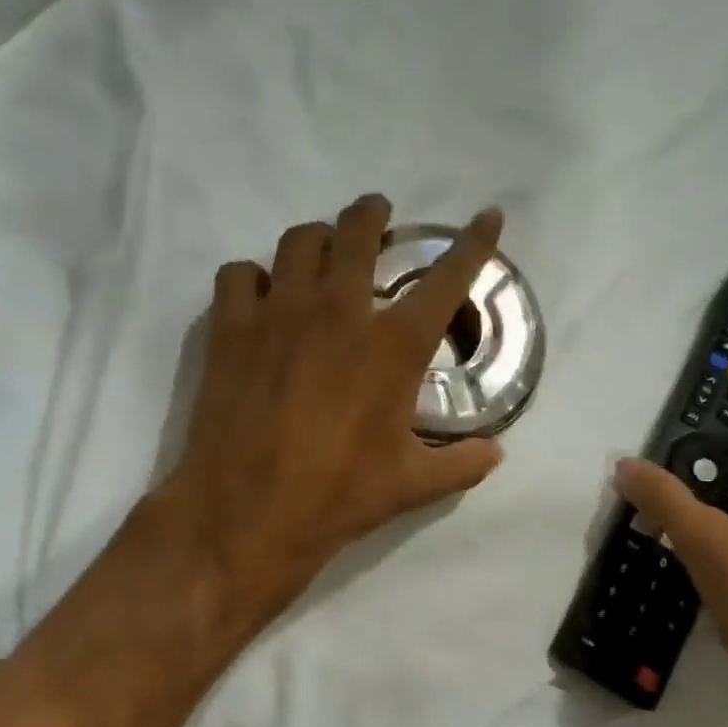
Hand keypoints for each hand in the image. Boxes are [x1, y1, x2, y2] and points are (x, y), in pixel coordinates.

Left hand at [158, 196, 506, 645]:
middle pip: (358, 231)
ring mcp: (279, 313)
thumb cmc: (338, 496)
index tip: (488, 216)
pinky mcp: (230, 327)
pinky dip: (252, 277)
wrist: (247, 513)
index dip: (473, 243)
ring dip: (316, 239)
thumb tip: (496, 452)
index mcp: (393, 346)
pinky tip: (259, 297)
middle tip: (377, 215)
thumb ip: (461, 464)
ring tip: (320, 252)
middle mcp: (339, 311)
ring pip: (298, 241)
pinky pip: (238, 274)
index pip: (446, 278)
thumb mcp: (412, 485)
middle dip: (372, 213)